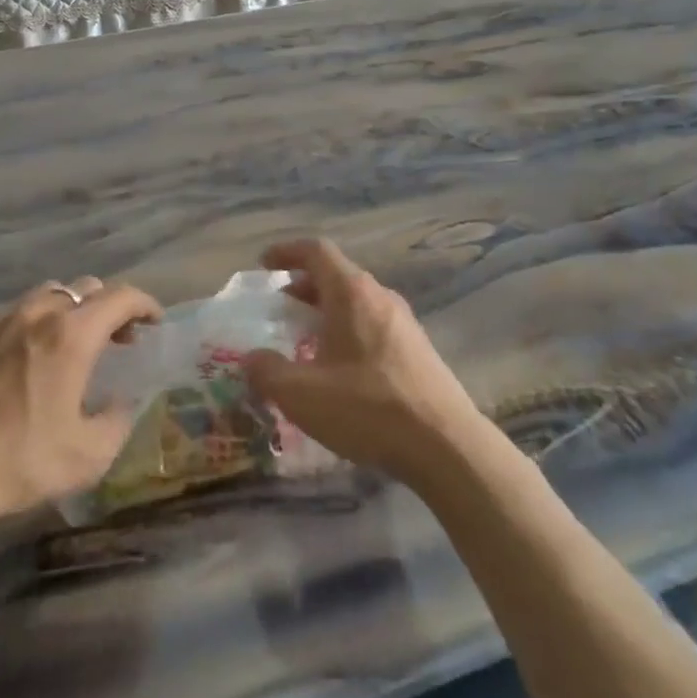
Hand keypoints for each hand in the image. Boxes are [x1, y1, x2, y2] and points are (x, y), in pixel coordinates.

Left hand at [0, 277, 160, 568]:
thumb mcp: (88, 455)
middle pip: (85, 289)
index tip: (155, 323)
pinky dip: (35, 326)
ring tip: (73, 345)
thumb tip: (120, 402)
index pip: (121, 297)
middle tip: (118, 339)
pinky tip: (28, 362)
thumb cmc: (18, 461)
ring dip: (71, 311)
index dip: (146, 304)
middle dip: (110, 307)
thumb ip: (118, 421)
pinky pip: (14, 316)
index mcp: (71, 335)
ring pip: (48, 295)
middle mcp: (37, 315)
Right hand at [242, 239, 483, 487]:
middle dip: (303, 288)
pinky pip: (373, 325)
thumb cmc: (367, 408)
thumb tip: (250, 358)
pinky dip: (347, 332)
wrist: (446, 446)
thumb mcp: (301, 394)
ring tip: (305, 342)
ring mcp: (404, 322)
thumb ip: (267, 371)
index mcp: (351, 293)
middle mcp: (380, 297)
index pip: (316, 251)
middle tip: (279, 311)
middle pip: (336, 275)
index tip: (264, 265)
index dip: (286, 252)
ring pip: (356, 302)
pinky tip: (339, 371)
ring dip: (326, 313)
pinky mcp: (418, 349)